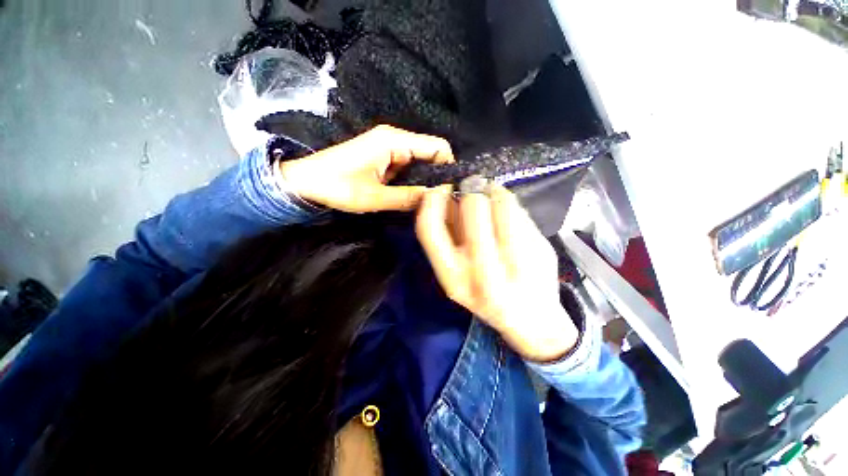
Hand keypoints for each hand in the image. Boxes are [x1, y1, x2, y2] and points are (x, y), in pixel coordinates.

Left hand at [279, 125, 453, 212]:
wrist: (305, 181)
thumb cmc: (336, 186)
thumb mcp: (374, 197)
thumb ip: (407, 197)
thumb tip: (435, 197)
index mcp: (393, 141)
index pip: (436, 146)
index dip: (448, 166)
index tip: (450, 190)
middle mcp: (394, 140)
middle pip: (430, 154)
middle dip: (436, 176)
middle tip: (439, 201)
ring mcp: (389, 148)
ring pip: (419, 162)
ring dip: (424, 181)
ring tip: (426, 201)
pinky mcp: (383, 158)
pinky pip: (407, 168)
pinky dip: (412, 181)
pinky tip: (411, 196)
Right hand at [416, 184, 577, 362]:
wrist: (532, 321)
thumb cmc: (485, 295)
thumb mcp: (456, 275)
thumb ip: (447, 237)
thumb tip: (446, 196)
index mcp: (454, 279)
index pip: (429, 229)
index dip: (430, 203)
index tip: (439, 191)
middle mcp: (484, 274)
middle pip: (473, 208)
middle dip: (471, 192)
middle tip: (473, 192)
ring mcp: (518, 264)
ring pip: (502, 204)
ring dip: (494, 193)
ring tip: (494, 199)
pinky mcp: (543, 252)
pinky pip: (522, 211)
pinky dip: (512, 204)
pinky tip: (511, 215)